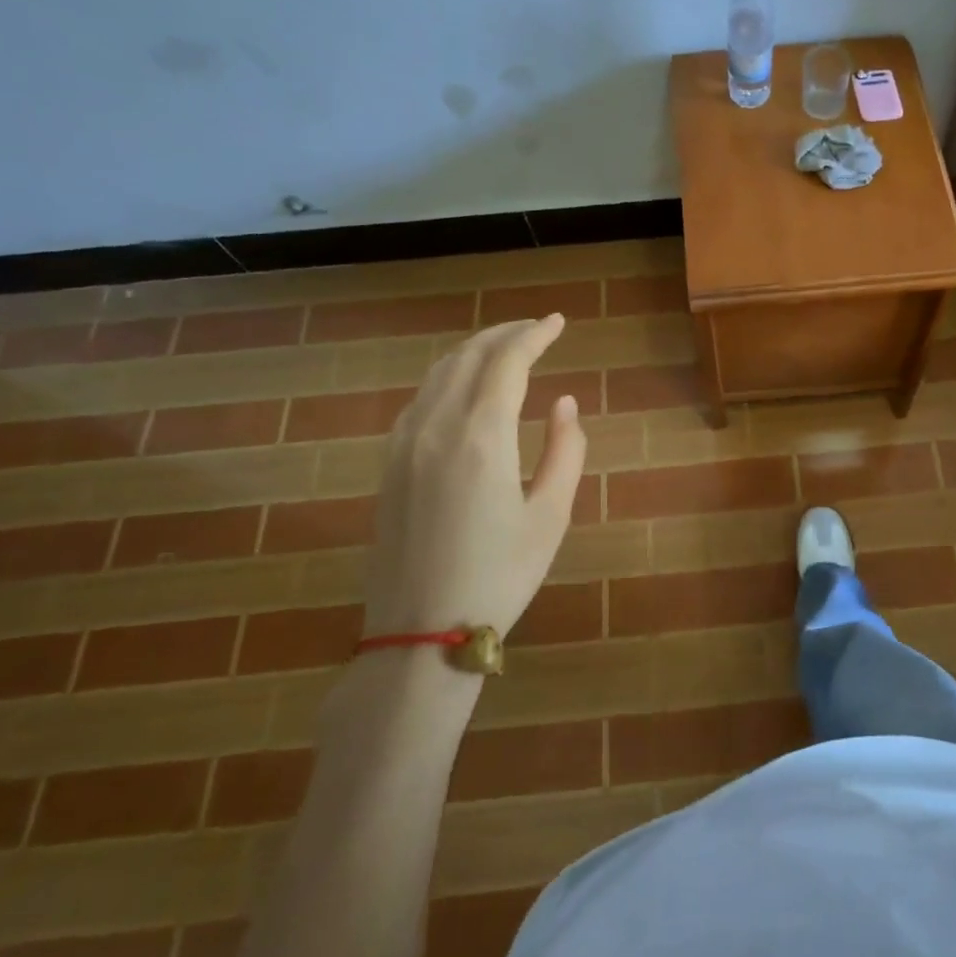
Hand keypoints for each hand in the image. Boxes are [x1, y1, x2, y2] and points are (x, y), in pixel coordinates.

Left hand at [364, 316, 585, 640]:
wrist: (420, 634)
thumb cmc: (500, 576)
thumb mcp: (551, 515)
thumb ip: (566, 450)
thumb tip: (564, 403)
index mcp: (481, 437)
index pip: (508, 362)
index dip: (535, 335)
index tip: (558, 322)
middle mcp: (437, 427)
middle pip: (469, 356)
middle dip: (505, 334)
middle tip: (537, 329)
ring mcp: (404, 444)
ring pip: (438, 373)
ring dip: (475, 351)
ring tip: (505, 349)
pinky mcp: (389, 464)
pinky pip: (419, 399)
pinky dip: (448, 377)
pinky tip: (464, 389)